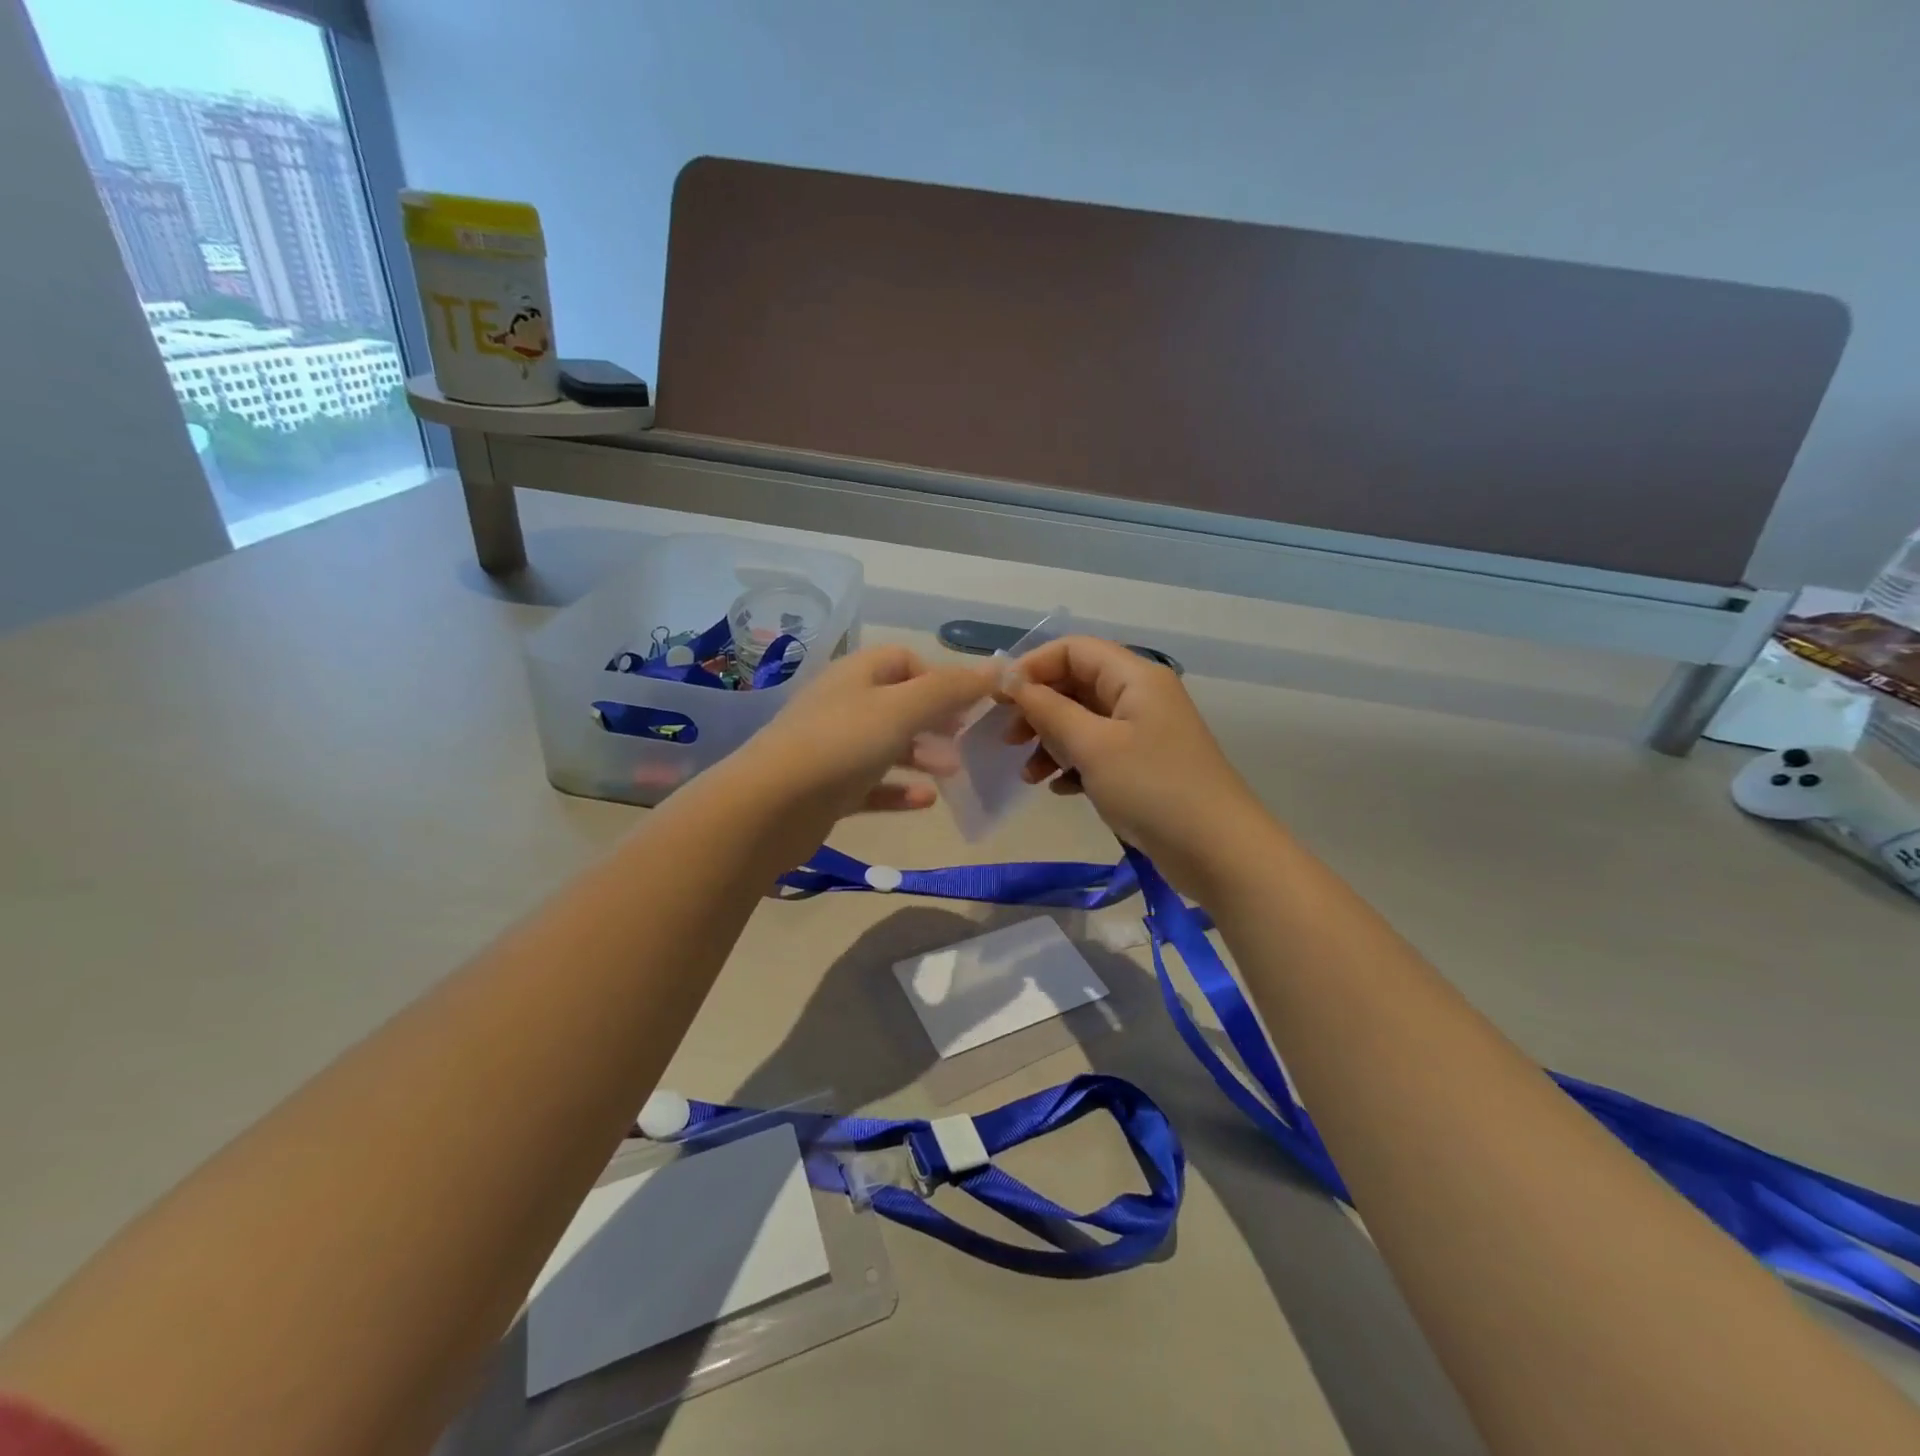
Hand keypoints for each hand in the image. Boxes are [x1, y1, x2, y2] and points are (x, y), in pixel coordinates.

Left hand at [731, 644, 994, 839]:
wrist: (769, 807)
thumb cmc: (840, 745)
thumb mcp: (902, 709)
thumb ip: (951, 689)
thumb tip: (998, 668)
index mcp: (857, 675)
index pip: (904, 660)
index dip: (939, 677)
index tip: (968, 704)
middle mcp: (843, 705)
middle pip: (898, 703)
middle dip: (936, 720)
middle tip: (967, 739)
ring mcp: (833, 749)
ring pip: (887, 746)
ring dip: (923, 756)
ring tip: (954, 773)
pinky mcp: (828, 789)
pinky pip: (872, 785)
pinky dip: (899, 790)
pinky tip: (926, 801)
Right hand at [1005, 636, 1270, 893]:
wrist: (1217, 851)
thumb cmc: (1152, 788)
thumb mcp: (1093, 745)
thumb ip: (1048, 709)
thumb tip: (1010, 679)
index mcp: (1134, 677)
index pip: (1073, 650)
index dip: (1032, 667)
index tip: (998, 699)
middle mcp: (1140, 696)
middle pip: (1076, 684)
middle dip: (1038, 709)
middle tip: (1008, 740)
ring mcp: (1143, 733)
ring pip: (1083, 722)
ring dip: (1051, 742)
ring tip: (1028, 776)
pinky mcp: (1144, 766)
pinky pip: (1098, 752)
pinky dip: (1073, 765)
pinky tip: (1059, 789)